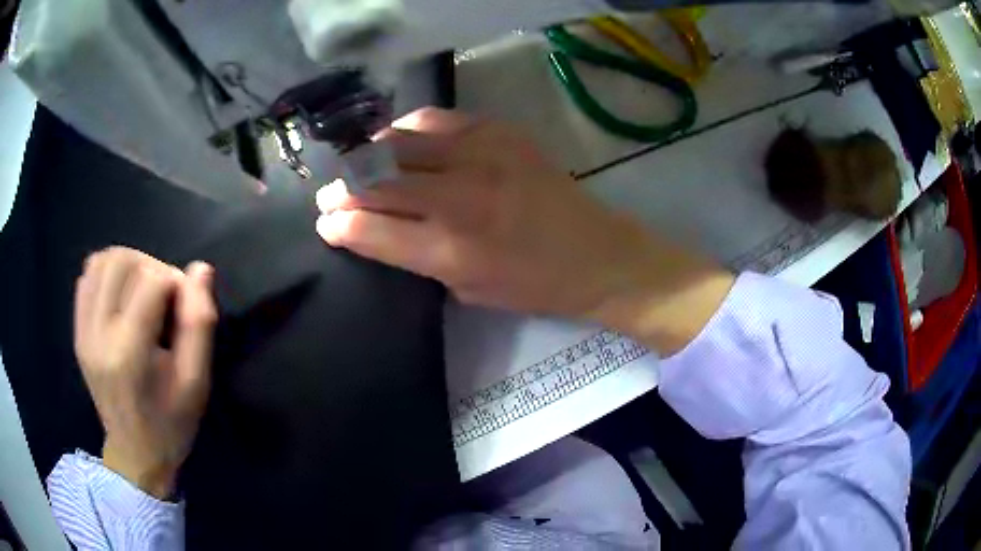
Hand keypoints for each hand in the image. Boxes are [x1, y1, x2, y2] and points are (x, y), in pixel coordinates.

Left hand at [74, 247, 216, 498]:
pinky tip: (121, 295)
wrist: (134, 454)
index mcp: (129, 352)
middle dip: (151, 266)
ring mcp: (83, 332)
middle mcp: (99, 334)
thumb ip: (199, 324)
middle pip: (122, 261)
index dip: (175, 283)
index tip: (183, 308)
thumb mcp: (196, 382)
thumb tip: (200, 270)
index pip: (151, 280)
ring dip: (128, 263)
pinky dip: (106, 273)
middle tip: (164, 295)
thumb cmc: (171, 423)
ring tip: (143, 290)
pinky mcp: (77, 332)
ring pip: (101, 261)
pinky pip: (87, 277)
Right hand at [315, 108, 733, 353]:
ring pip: (399, 143)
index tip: (323, 221)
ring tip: (358, 163)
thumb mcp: (468, 290)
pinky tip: (400, 140)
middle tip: (329, 192)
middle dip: (344, 188)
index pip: (372, 230)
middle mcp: (459, 199)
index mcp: (450, 252)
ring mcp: (480, 157)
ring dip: (369, 154)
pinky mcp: (499, 132)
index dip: (339, 224)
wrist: (598, 254)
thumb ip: (417, 257)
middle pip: (378, 182)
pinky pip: (435, 119)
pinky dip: (408, 129)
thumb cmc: (534, 285)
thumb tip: (373, 230)